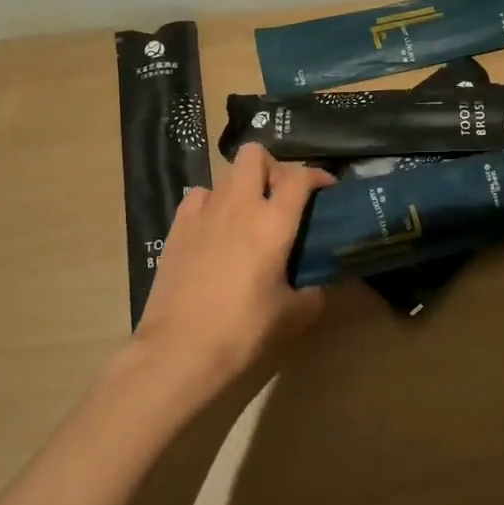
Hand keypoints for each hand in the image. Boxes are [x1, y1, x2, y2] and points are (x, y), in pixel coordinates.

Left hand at [133, 143, 335, 390]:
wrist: (180, 348)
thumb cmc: (244, 330)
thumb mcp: (293, 316)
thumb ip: (313, 293)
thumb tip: (319, 286)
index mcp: (273, 222)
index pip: (300, 177)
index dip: (317, 175)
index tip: (326, 189)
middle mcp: (239, 205)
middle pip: (255, 155)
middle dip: (273, 167)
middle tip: (281, 196)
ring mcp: (204, 213)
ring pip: (225, 174)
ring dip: (242, 186)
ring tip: (248, 215)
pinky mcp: (177, 228)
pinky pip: (199, 197)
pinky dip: (212, 203)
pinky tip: (215, 227)